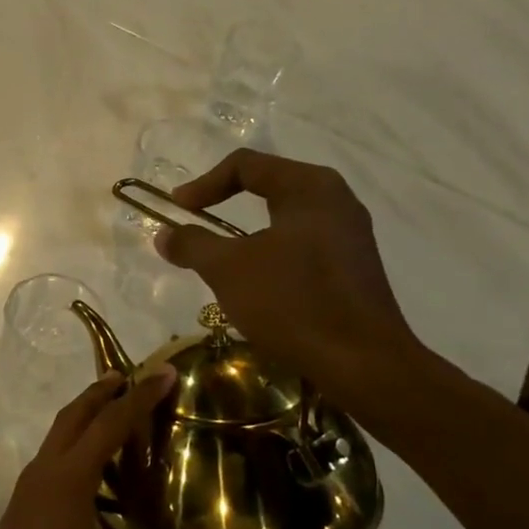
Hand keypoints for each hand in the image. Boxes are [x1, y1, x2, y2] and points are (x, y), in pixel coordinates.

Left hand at [0, 372, 237, 528]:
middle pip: (75, 415)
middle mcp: (47, 469)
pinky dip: (77, 443)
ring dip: (87, 415)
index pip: (110, 423)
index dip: (140, 396)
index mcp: (69, 476)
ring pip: (60, 433)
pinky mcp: (25, 502)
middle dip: (103, 392)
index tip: (166, 372)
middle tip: (133, 377)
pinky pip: (54, 455)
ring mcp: (31, 485)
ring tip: (117, 412)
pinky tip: (97, 471)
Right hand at [154, 149, 422, 402]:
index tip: (177, 210)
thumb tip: (165, 234)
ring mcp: (350, 234)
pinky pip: (302, 244)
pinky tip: (257, 282)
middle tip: (195, 223)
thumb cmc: (292, 302)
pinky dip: (271, 252)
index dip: (203, 184)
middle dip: (225, 203)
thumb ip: (192, 244)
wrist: (363, 363)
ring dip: (246, 232)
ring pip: (285, 217)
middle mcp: (336, 200)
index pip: (246, 165)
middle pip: (268, 185)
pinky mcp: (353, 266)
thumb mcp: (228, 269)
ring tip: (220, 257)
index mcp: (309, 187)